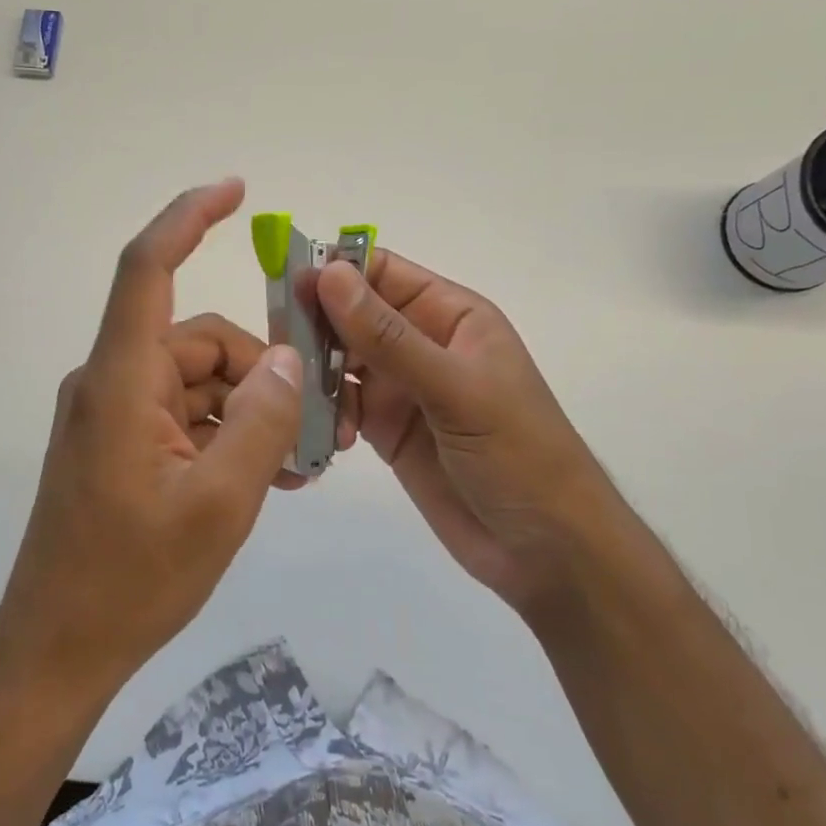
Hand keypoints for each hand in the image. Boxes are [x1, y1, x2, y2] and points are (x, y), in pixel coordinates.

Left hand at [0, 179, 305, 704]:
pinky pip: (181, 414)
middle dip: (261, 374)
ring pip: (197, 382)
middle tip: (315, 428)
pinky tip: (260, 476)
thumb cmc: (132, 578)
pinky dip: (223, 432)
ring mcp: (111, 414)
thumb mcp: (219, 504)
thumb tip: (290, 361)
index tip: (235, 190)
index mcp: (120, 381)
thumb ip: (263, 423)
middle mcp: (110, 382)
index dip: (188, 219)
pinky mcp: (116, 443)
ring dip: (247, 411)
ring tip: (292, 467)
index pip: (146, 269)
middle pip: (199, 343)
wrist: (58, 647)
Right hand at [316, 251, 622, 617]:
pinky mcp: (385, 429)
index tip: (286, 286)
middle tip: (279, 353)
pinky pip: (341, 406)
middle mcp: (421, 342)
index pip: (381, 273)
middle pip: (351, 315)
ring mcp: (401, 387)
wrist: (546, 552)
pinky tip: (331, 439)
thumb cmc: (518, 455)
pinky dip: (326, 415)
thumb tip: (328, 274)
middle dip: (316, 328)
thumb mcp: (456, 390)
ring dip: (316, 375)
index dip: (334, 273)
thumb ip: (388, 336)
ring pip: (340, 361)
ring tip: (300, 401)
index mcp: (449, 315)